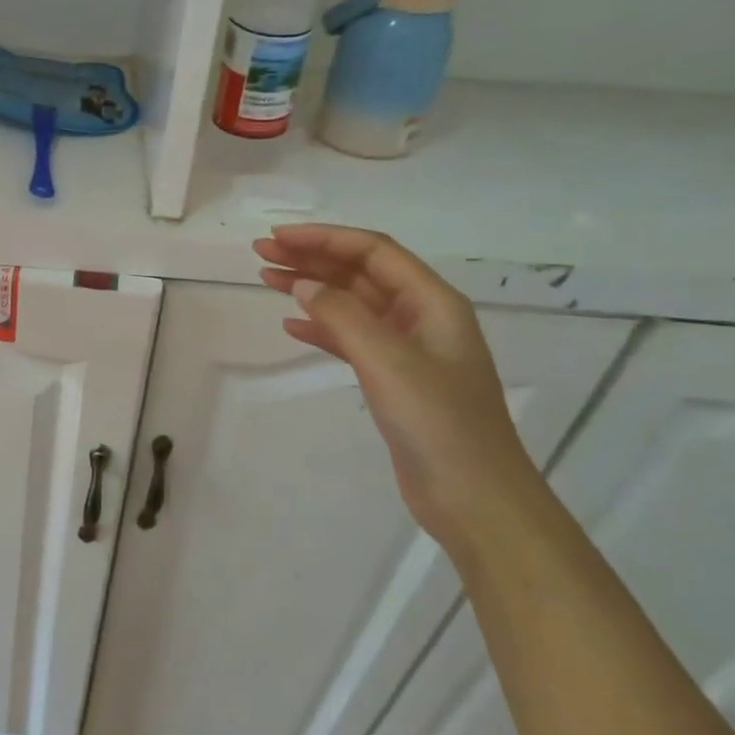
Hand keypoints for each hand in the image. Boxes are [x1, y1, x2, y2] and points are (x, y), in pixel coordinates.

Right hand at [256, 224, 545, 547]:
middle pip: (360, 273)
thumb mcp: (388, 361)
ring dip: (312, 289)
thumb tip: (302, 285)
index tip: (276, 238)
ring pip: (352, 304)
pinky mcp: (394, 379)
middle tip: (261, 255)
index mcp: (432, 302)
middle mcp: (421, 317)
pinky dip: (321, 328)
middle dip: (312, 259)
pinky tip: (292, 326)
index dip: (323, 239)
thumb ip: (342, 316)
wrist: (473, 497)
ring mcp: (408, 349)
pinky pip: (351, 339)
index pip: (372, 251)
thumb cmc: (437, 422)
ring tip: (267, 280)